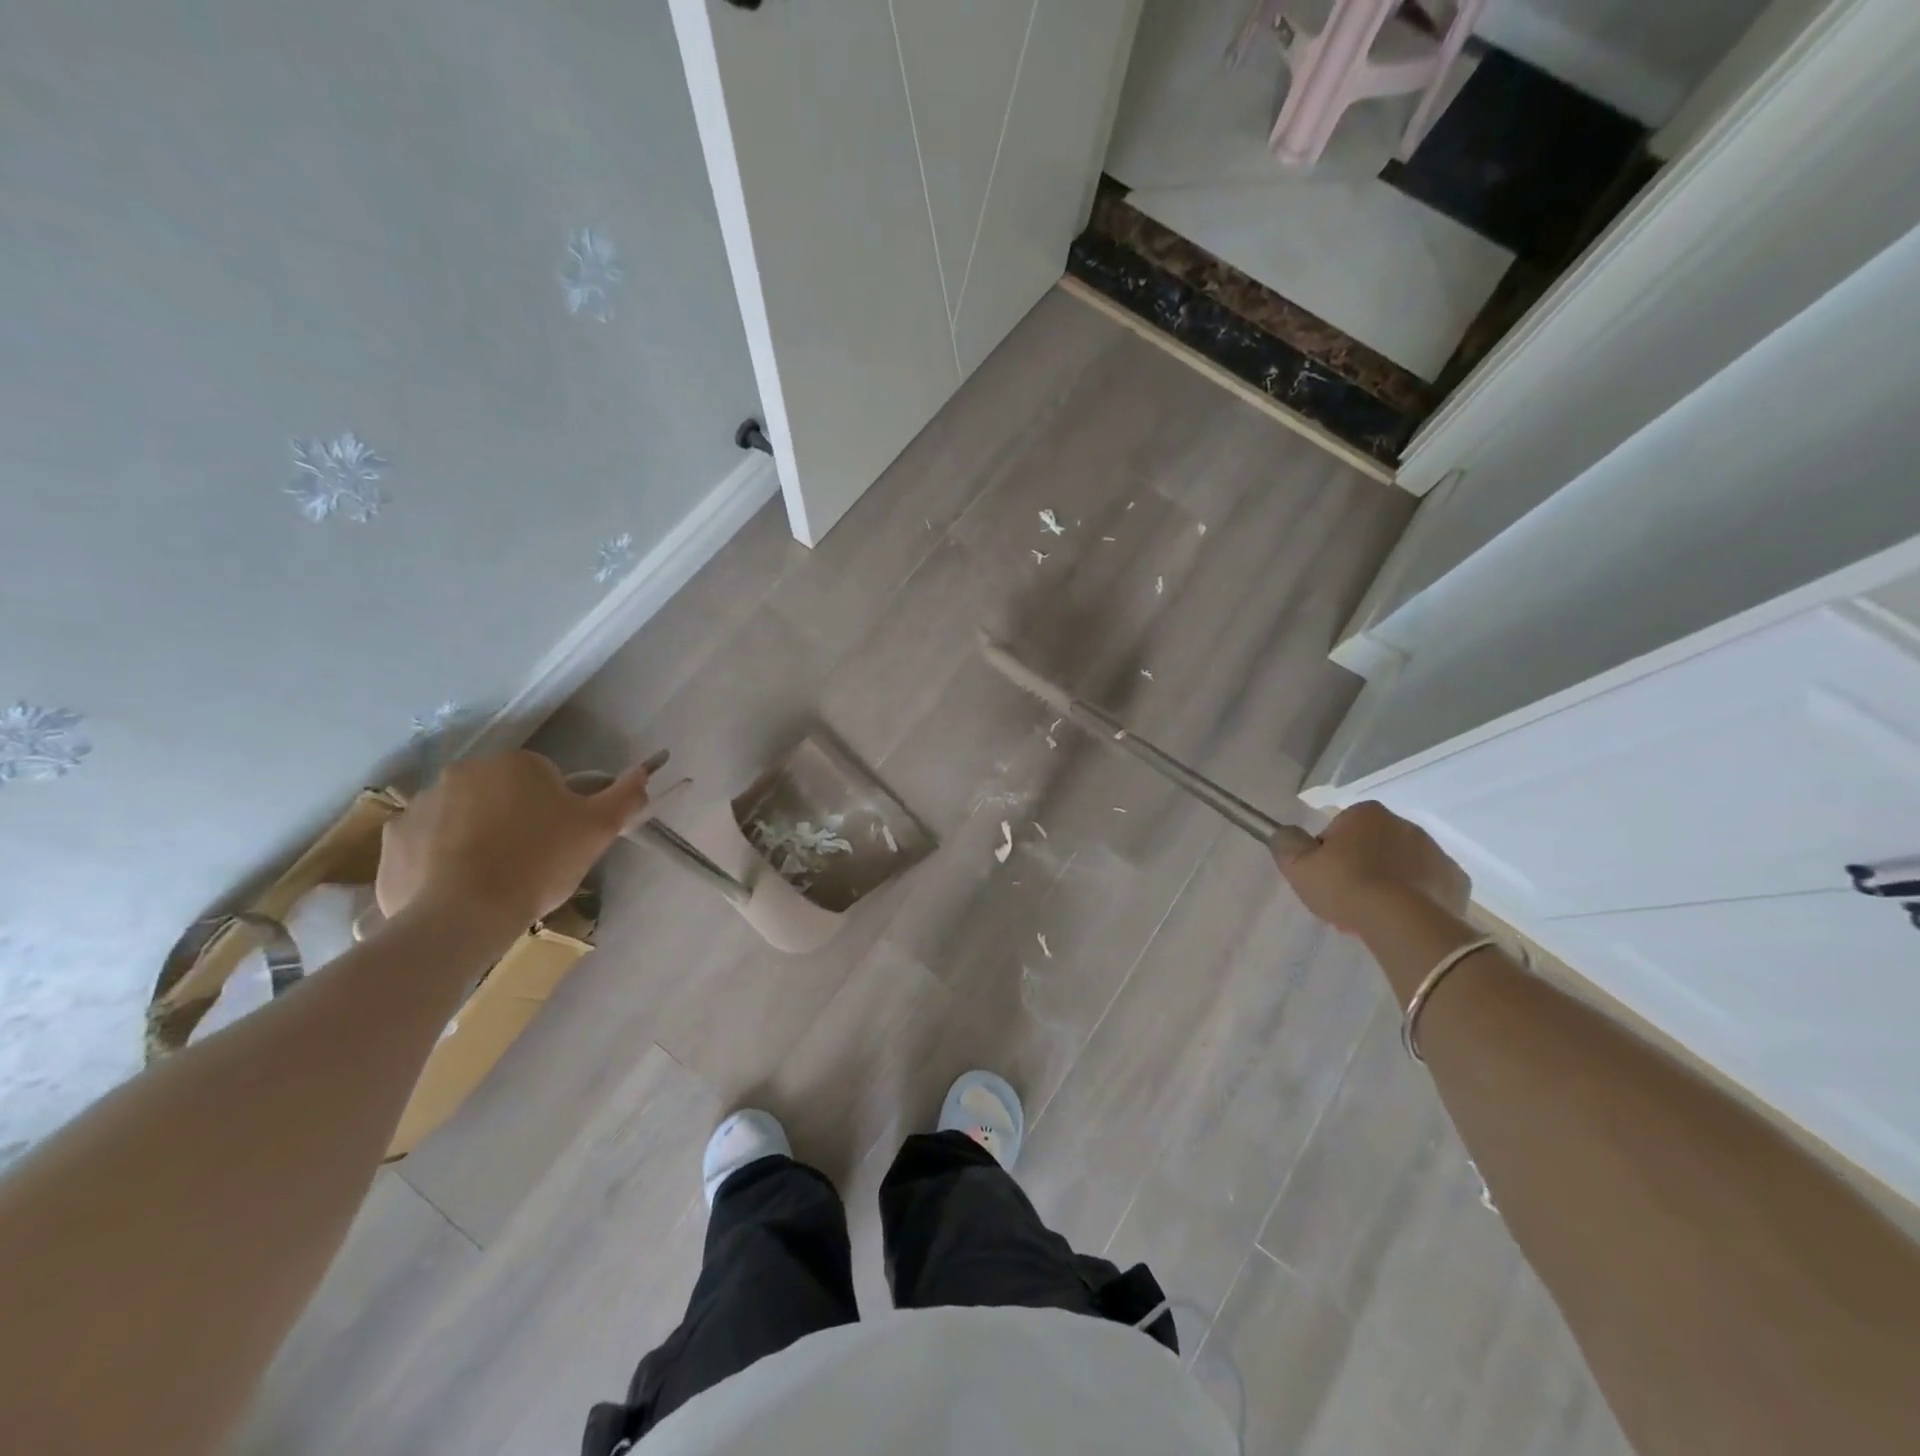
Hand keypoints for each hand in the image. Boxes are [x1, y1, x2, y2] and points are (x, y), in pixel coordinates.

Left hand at [375, 750, 651, 925]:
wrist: (463, 915)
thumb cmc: (538, 863)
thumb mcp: (597, 830)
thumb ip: (625, 796)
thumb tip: (645, 771)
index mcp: (514, 763)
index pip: (546, 779)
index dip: (559, 812)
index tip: (560, 843)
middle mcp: (462, 771)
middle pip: (502, 794)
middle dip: (515, 820)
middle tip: (532, 861)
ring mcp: (420, 804)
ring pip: (463, 817)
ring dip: (478, 837)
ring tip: (493, 879)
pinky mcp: (392, 840)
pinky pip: (426, 843)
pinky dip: (440, 859)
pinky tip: (457, 887)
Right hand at [1274, 800, 1469, 932]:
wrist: (1404, 923)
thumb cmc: (1347, 886)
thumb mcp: (1298, 866)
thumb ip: (1287, 843)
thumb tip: (1286, 834)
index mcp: (1367, 813)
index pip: (1339, 828)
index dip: (1328, 854)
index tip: (1326, 877)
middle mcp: (1405, 824)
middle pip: (1373, 844)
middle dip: (1362, 865)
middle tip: (1349, 896)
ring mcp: (1436, 852)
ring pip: (1403, 864)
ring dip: (1390, 880)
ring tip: (1376, 912)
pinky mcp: (1457, 881)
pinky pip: (1429, 885)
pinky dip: (1418, 897)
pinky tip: (1404, 916)